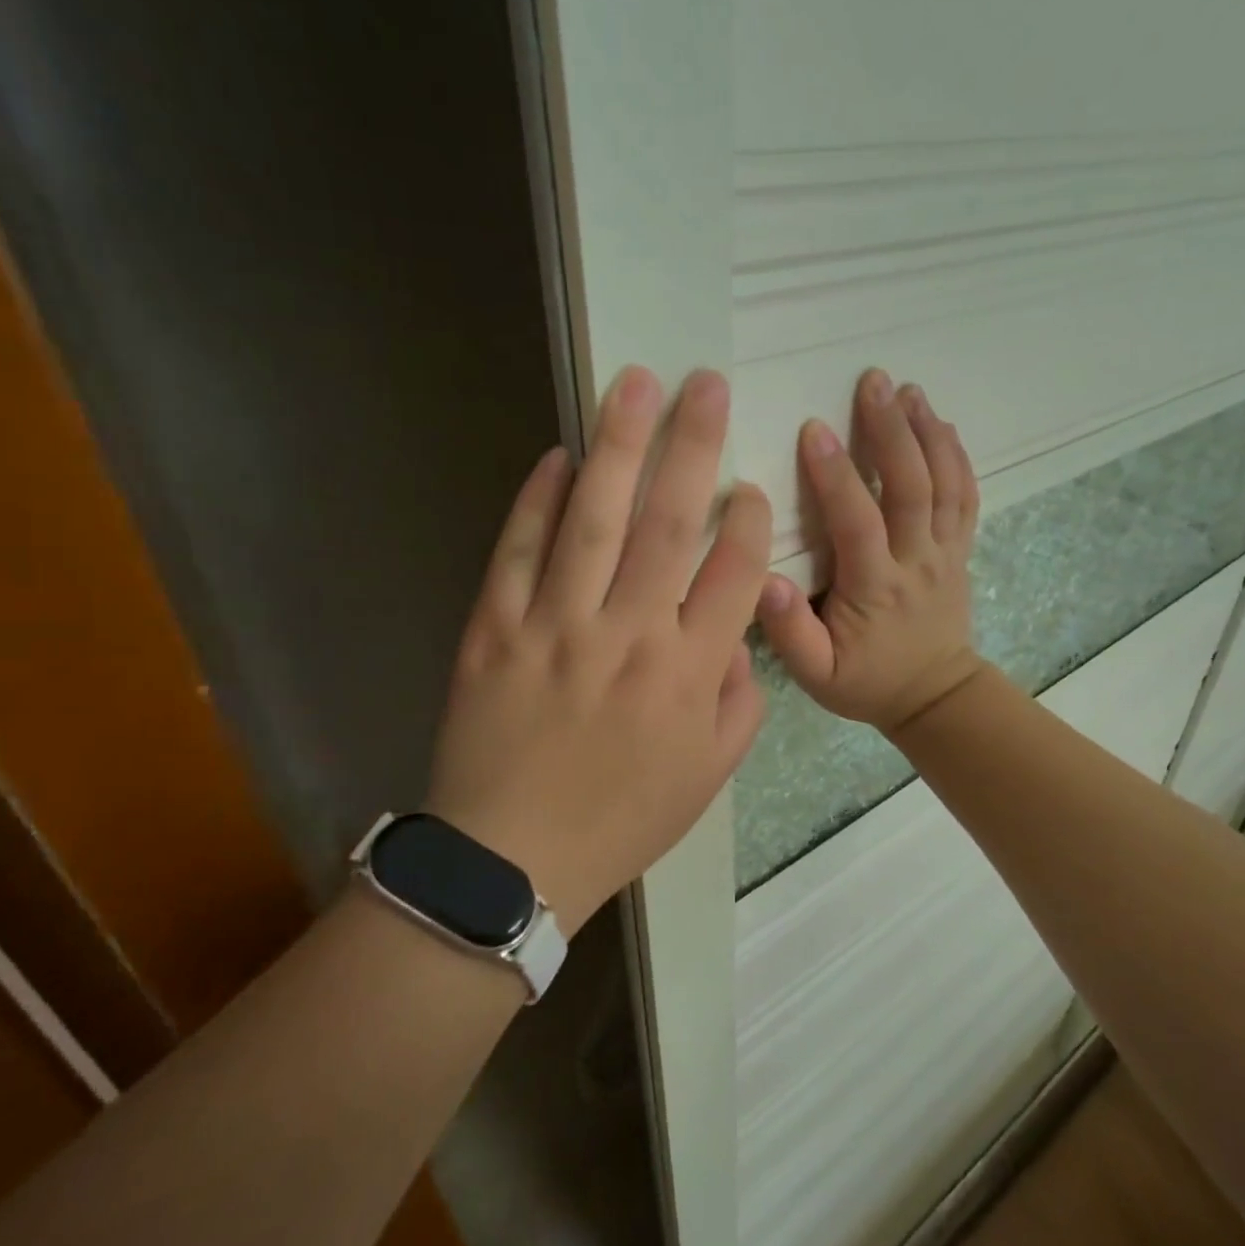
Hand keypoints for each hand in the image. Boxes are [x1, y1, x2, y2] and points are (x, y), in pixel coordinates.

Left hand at [425, 367, 770, 931]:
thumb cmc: (622, 818)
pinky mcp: (495, 628)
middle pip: (668, 523)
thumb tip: (737, 635)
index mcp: (688, 672)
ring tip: (634, 385)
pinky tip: (559, 456)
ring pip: (594, 519)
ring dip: (617, 446)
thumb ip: (740, 701)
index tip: (749, 484)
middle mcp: (628, 634)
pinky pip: (519, 550)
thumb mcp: (709, 775)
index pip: (733, 573)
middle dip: (693, 446)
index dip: (748, 519)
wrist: (511, 861)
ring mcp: (556, 625)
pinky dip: (539, 499)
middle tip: (706, 384)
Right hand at [759, 369, 985, 734]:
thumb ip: (790, 632)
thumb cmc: (866, 682)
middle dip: (892, 431)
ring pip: (944, 484)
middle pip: (910, 487)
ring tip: (908, 389)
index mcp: (876, 588)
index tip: (813, 429)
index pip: (858, 522)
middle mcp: (916, 561)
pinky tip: (942, 425)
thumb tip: (764, 581)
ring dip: (927, 432)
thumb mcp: (817, 675)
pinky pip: (965, 497)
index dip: (836, 475)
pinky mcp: (959, 550)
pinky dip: (957, 457)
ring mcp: (945, 552)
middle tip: (873, 382)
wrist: (935, 697)